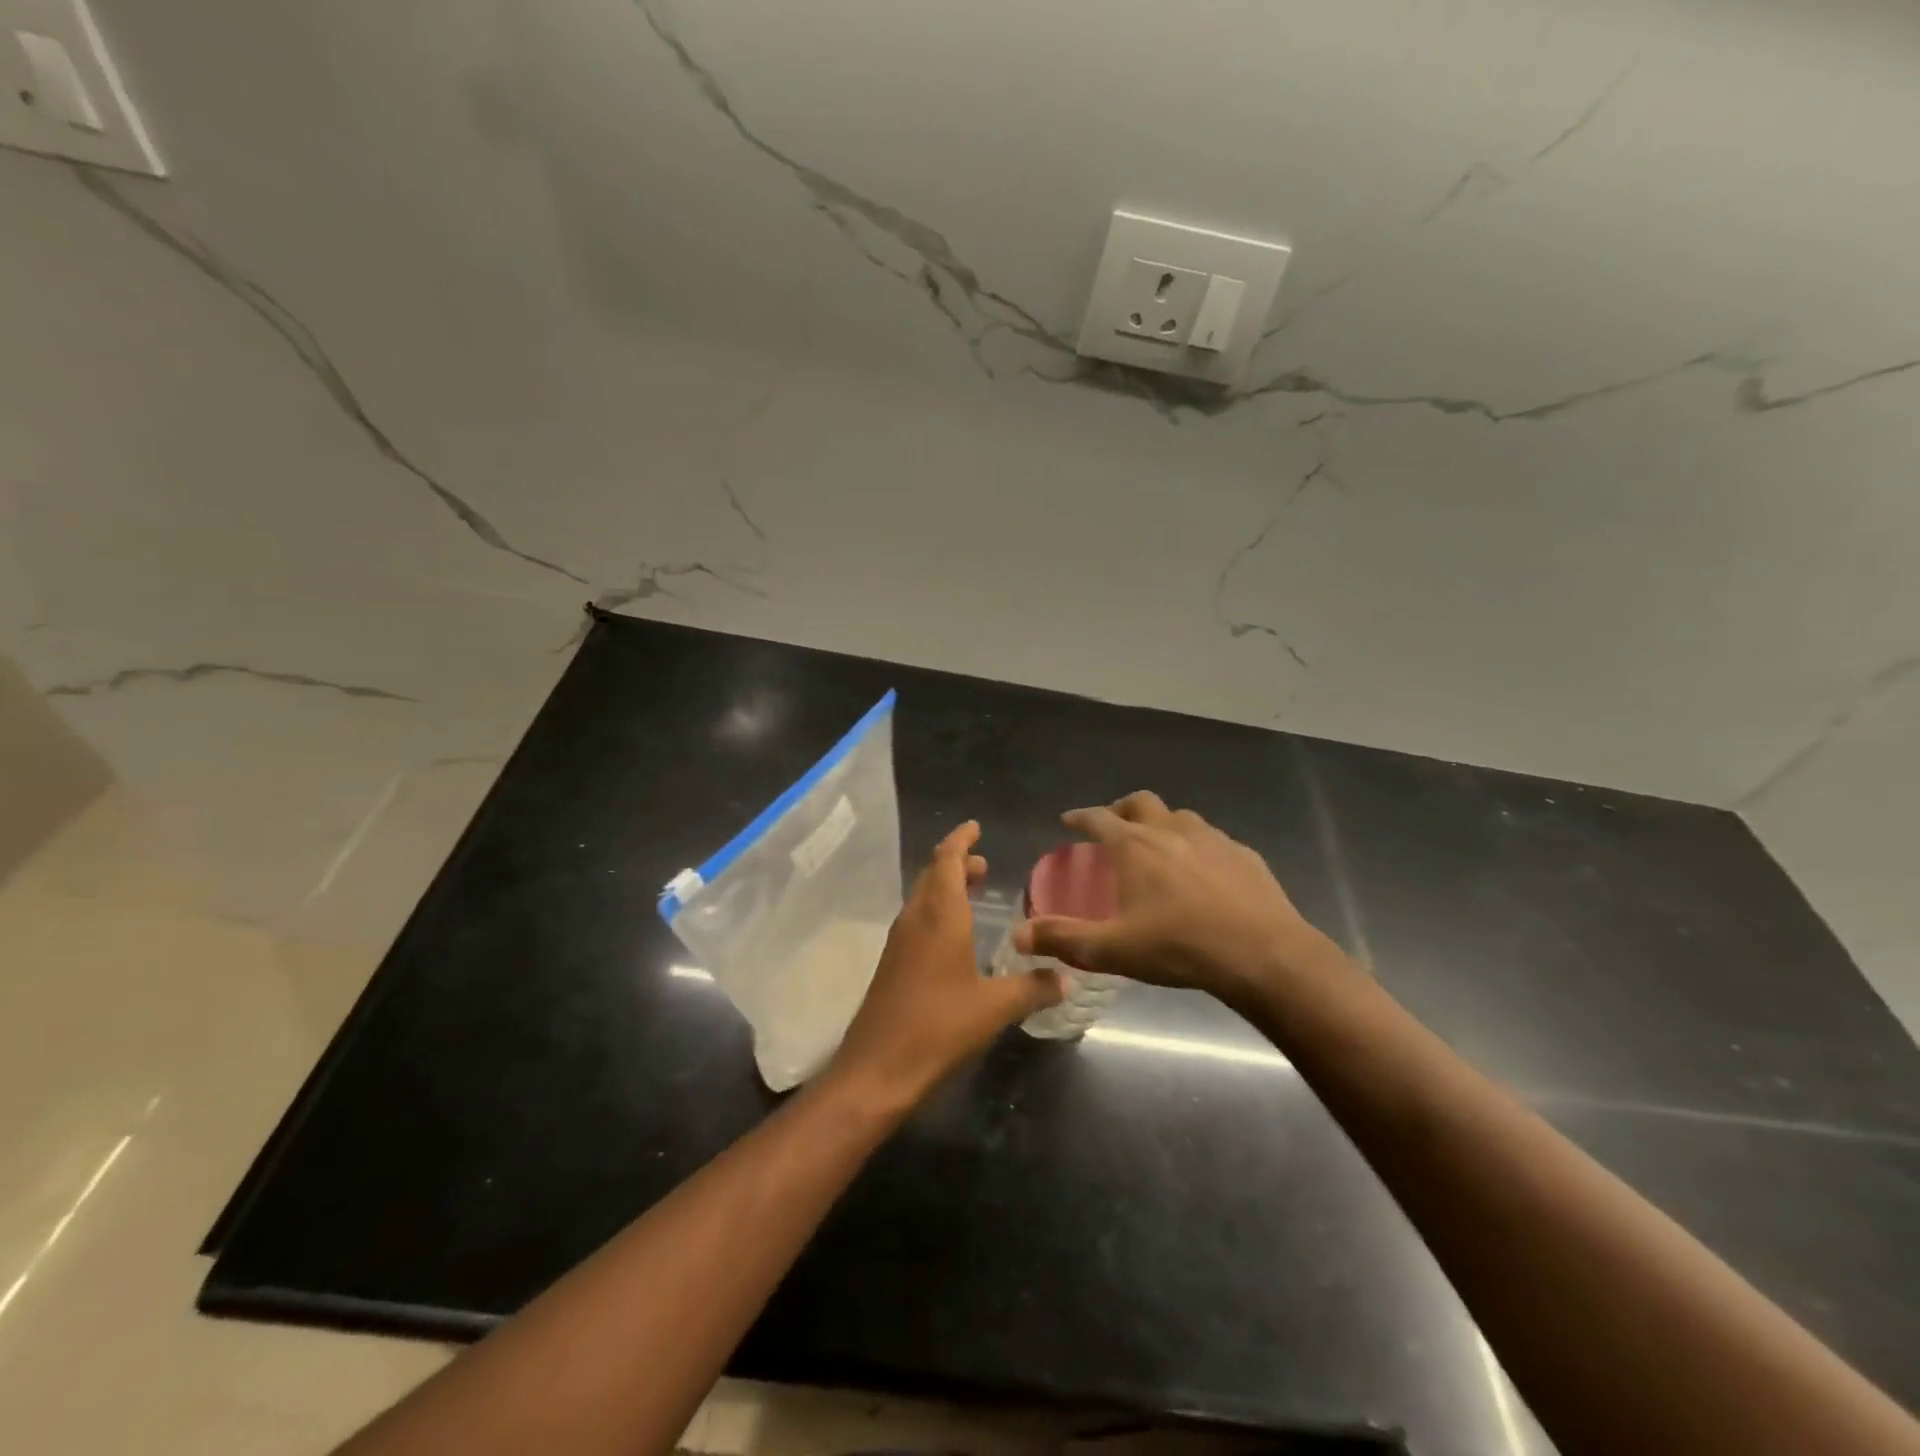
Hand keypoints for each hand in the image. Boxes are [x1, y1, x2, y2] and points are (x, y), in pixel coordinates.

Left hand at [827, 821, 1062, 1108]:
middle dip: (956, 863)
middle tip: (983, 862)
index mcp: (939, 916)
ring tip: (974, 888)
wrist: (877, 1069)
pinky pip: (917, 921)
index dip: (960, 840)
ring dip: (946, 887)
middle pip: (933, 875)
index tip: (975, 826)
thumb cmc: (938, 1028)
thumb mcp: (994, 1007)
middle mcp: (915, 920)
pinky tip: (955, 935)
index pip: (946, 861)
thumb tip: (1067, 977)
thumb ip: (1032, 988)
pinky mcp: (893, 964)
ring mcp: (900, 942)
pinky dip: (938, 912)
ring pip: (923, 898)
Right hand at [1014, 791, 1335, 1005]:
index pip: (1098, 818)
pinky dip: (1197, 846)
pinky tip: (1203, 872)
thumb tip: (1019, 936)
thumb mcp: (1112, 949)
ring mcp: (1212, 838)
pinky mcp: (1244, 855)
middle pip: (1140, 803)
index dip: (1079, 817)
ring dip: (1161, 824)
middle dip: (1121, 809)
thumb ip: (1063, 938)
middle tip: (1113, 828)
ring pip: (1180, 816)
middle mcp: (1171, 830)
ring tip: (1157, 847)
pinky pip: (1213, 840)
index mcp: (1135, 846)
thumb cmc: (1180, 946)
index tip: (1068, 821)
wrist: (1264, 954)